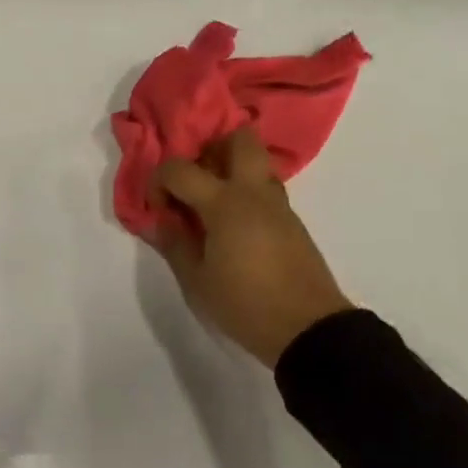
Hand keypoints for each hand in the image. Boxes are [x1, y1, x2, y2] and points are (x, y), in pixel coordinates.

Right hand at [147, 127, 353, 368]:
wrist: (309, 330)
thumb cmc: (245, 304)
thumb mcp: (197, 280)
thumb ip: (175, 243)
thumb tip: (161, 219)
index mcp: (225, 203)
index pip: (179, 168)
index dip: (159, 181)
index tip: (158, 209)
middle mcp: (253, 192)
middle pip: (239, 138)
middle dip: (210, 147)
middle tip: (194, 179)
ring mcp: (278, 204)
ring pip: (256, 162)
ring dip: (231, 169)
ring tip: (211, 203)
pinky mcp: (292, 221)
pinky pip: (265, 188)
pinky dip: (245, 192)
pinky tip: (232, 225)